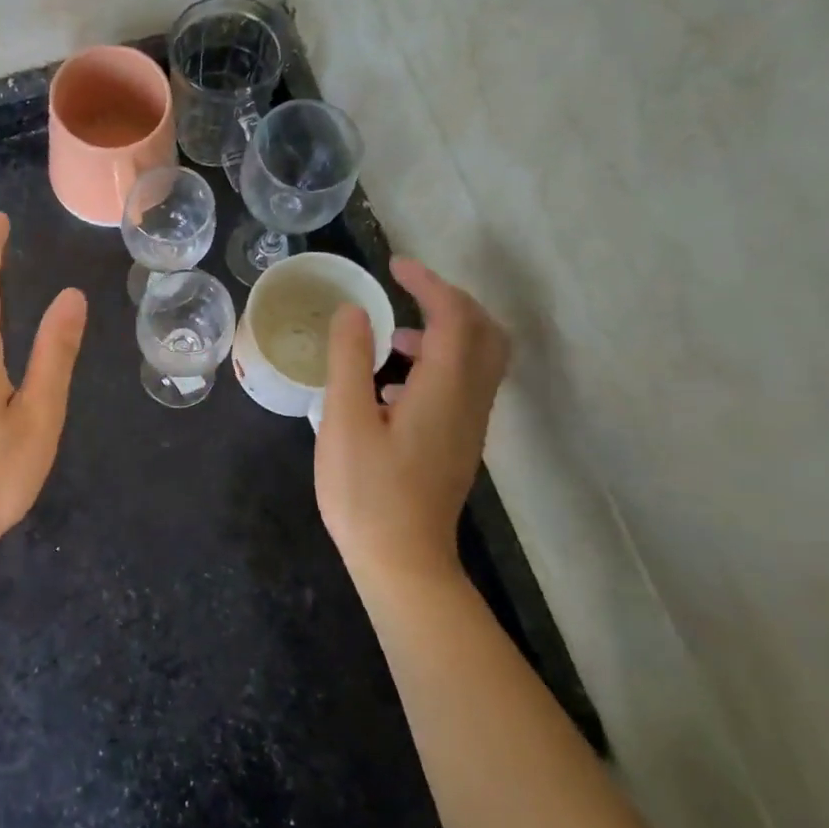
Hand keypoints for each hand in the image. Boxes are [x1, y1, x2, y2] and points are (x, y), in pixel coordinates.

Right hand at [315, 258, 510, 585]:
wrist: (402, 561)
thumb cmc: (366, 492)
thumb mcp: (344, 421)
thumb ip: (349, 360)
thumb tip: (353, 311)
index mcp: (443, 389)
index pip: (453, 317)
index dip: (428, 284)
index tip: (394, 266)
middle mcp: (469, 401)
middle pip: (484, 333)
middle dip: (450, 301)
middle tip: (407, 292)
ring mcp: (469, 425)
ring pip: (479, 360)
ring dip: (444, 333)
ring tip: (390, 338)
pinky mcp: (459, 444)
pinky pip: (464, 385)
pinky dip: (439, 363)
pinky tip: (392, 386)